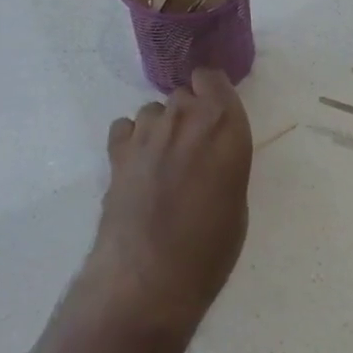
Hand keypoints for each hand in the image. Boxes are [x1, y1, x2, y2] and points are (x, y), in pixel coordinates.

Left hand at [92, 69, 252, 327]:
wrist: (150, 274)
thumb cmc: (210, 246)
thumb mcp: (236, 199)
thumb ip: (224, 160)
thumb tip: (209, 157)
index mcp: (224, 125)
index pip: (212, 78)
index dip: (211, 92)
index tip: (213, 113)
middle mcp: (185, 117)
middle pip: (182, 95)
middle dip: (188, 115)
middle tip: (190, 150)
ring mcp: (146, 132)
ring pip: (152, 110)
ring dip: (159, 128)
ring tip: (161, 162)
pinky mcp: (116, 151)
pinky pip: (125, 127)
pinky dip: (131, 140)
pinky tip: (136, 166)